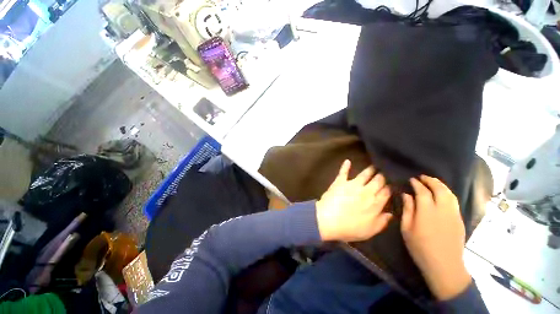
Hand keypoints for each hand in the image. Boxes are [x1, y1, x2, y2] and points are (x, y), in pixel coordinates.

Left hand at [316, 160, 391, 241]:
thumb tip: (391, 214)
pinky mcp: (340, 182)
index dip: (390, 187)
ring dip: (371, 169)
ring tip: (376, 164)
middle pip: (378, 181)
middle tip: (387, 170)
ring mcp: (352, 185)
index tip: (394, 183)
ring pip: (365, 174)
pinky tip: (347, 161)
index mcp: (375, 203)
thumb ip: (382, 222)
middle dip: (383, 175)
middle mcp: (366, 191)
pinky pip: (343, 172)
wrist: (328, 220)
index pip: (386, 192)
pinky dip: (345, 166)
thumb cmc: (349, 228)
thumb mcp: (370, 231)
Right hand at [401, 175, 471, 299]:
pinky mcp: (459, 220)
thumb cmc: (420, 247)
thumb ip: (407, 210)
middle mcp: (443, 210)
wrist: (444, 266)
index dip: (417, 184)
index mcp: (427, 212)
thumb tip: (406, 195)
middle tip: (423, 177)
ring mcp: (454, 215)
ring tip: (433, 182)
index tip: (412, 179)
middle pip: (440, 189)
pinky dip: (448, 193)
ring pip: (450, 194)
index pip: (423, 192)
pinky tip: (442, 194)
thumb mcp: (407, 229)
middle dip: (431, 180)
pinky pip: (454, 201)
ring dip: (441, 185)